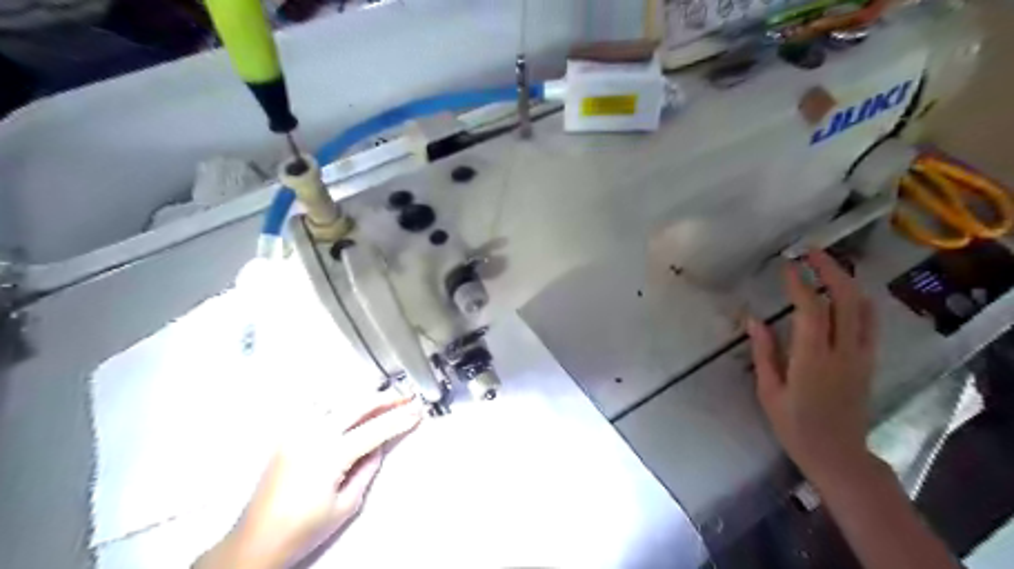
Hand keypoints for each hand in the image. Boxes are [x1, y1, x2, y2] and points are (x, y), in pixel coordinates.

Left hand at [197, 395, 421, 568]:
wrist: (254, 542)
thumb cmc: (303, 531)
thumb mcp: (347, 504)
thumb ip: (367, 468)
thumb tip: (378, 444)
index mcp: (329, 455)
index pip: (374, 429)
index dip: (399, 419)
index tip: (417, 412)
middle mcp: (312, 435)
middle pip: (357, 405)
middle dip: (385, 399)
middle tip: (406, 398)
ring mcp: (297, 431)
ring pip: (337, 401)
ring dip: (363, 398)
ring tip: (384, 399)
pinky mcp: (288, 435)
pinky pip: (318, 409)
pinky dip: (339, 403)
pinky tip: (351, 406)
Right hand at [744, 252, 880, 482]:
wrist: (838, 454)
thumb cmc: (795, 425)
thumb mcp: (769, 391)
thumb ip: (763, 352)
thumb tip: (752, 318)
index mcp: (813, 360)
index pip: (811, 310)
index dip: (800, 283)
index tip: (787, 265)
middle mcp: (843, 352)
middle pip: (846, 299)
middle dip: (830, 270)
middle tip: (811, 252)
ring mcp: (862, 356)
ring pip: (864, 307)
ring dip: (847, 280)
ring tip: (827, 265)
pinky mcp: (869, 361)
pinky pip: (869, 322)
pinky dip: (858, 299)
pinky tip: (843, 292)